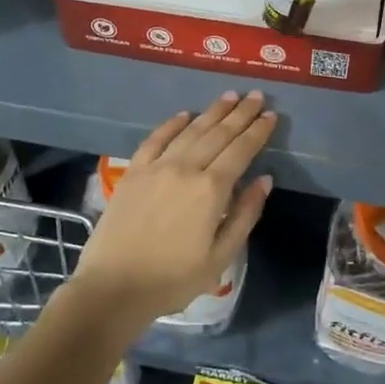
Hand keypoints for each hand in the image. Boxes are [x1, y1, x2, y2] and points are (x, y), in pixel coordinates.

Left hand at [74, 91, 275, 322]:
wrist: (113, 288)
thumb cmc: (173, 279)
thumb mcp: (221, 256)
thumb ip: (245, 214)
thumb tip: (264, 179)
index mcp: (211, 190)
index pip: (241, 151)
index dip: (258, 131)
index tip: (271, 114)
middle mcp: (186, 169)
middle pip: (218, 134)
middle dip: (240, 114)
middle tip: (256, 96)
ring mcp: (157, 167)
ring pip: (191, 131)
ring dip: (212, 112)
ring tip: (229, 96)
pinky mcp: (133, 172)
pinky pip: (155, 139)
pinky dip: (172, 124)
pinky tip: (185, 115)